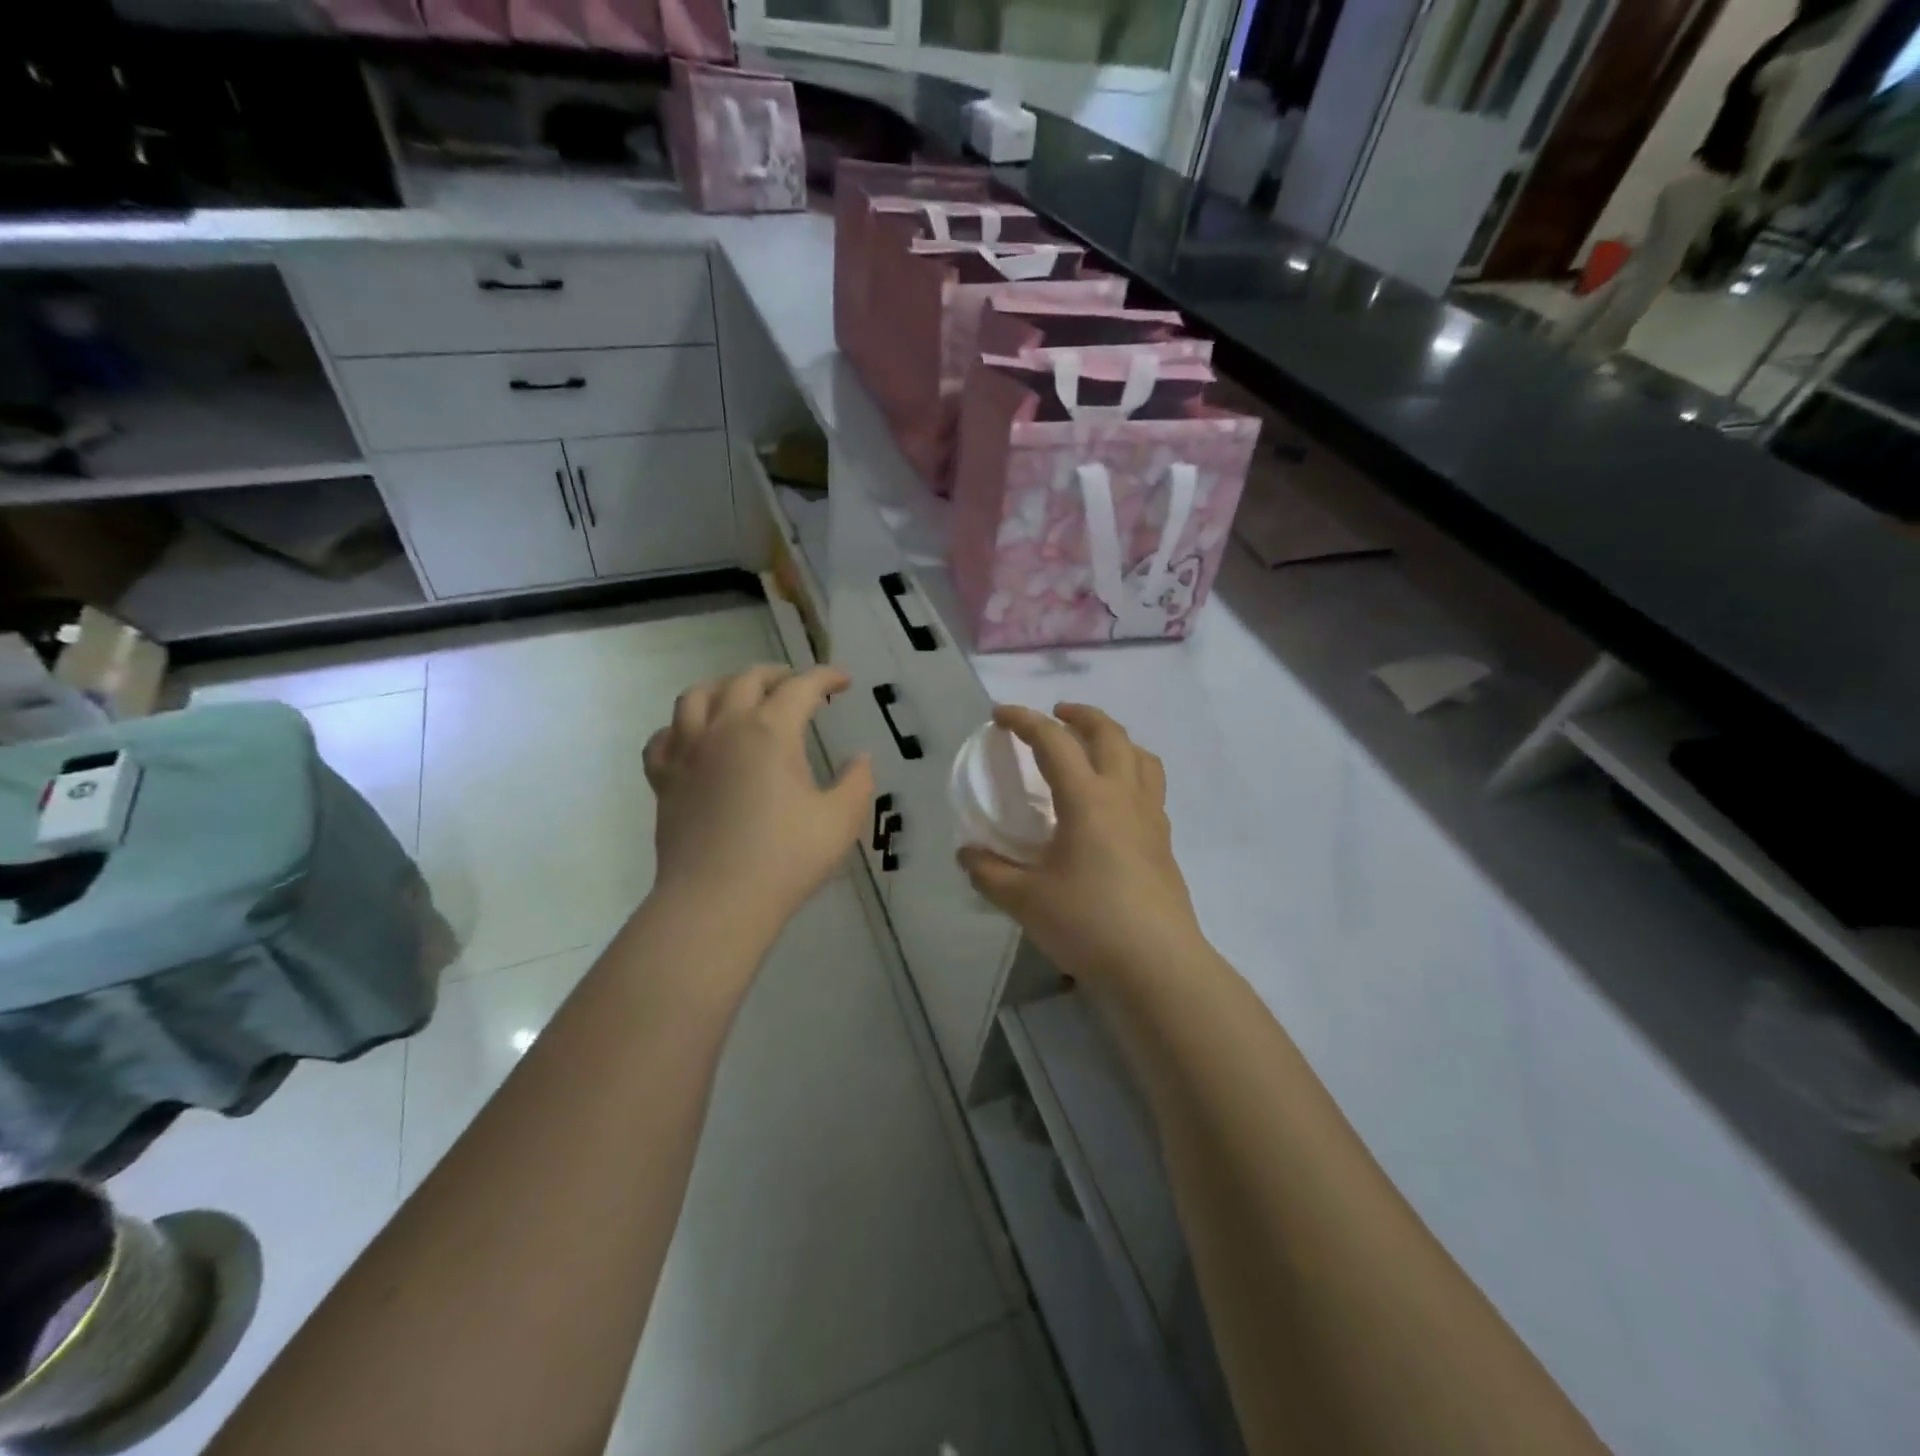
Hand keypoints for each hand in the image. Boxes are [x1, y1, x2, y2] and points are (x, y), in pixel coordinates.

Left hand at [644, 665, 873, 932]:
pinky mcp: (664, 779)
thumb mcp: (841, 821)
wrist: (716, 902)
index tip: (843, 682)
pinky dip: (681, 727)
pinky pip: (664, 737)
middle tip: (798, 685)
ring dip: (725, 686)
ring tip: (742, 696)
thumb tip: (859, 758)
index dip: (826, 677)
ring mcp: (687, 752)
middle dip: (778, 674)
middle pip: (747, 679)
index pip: (801, 686)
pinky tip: (694, 737)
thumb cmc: (785, 859)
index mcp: (770, 732)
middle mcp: (725, 728)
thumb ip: (858, 782)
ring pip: (696, 696)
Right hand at [958, 704, 1203, 984]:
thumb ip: (990, 872)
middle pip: (1109, 733)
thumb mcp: (1025, 900)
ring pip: (1141, 756)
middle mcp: (1123, 796)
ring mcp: (1151, 817)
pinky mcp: (1164, 841)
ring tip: (1094, 748)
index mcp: (1087, 799)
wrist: (1157, 964)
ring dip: (1115, 739)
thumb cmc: (1088, 923)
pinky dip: (1131, 772)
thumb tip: (967, 855)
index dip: (1024, 720)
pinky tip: (1114, 802)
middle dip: (1080, 714)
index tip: (1000, 715)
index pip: (1054, 741)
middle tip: (1056, 714)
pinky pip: (1151, 787)